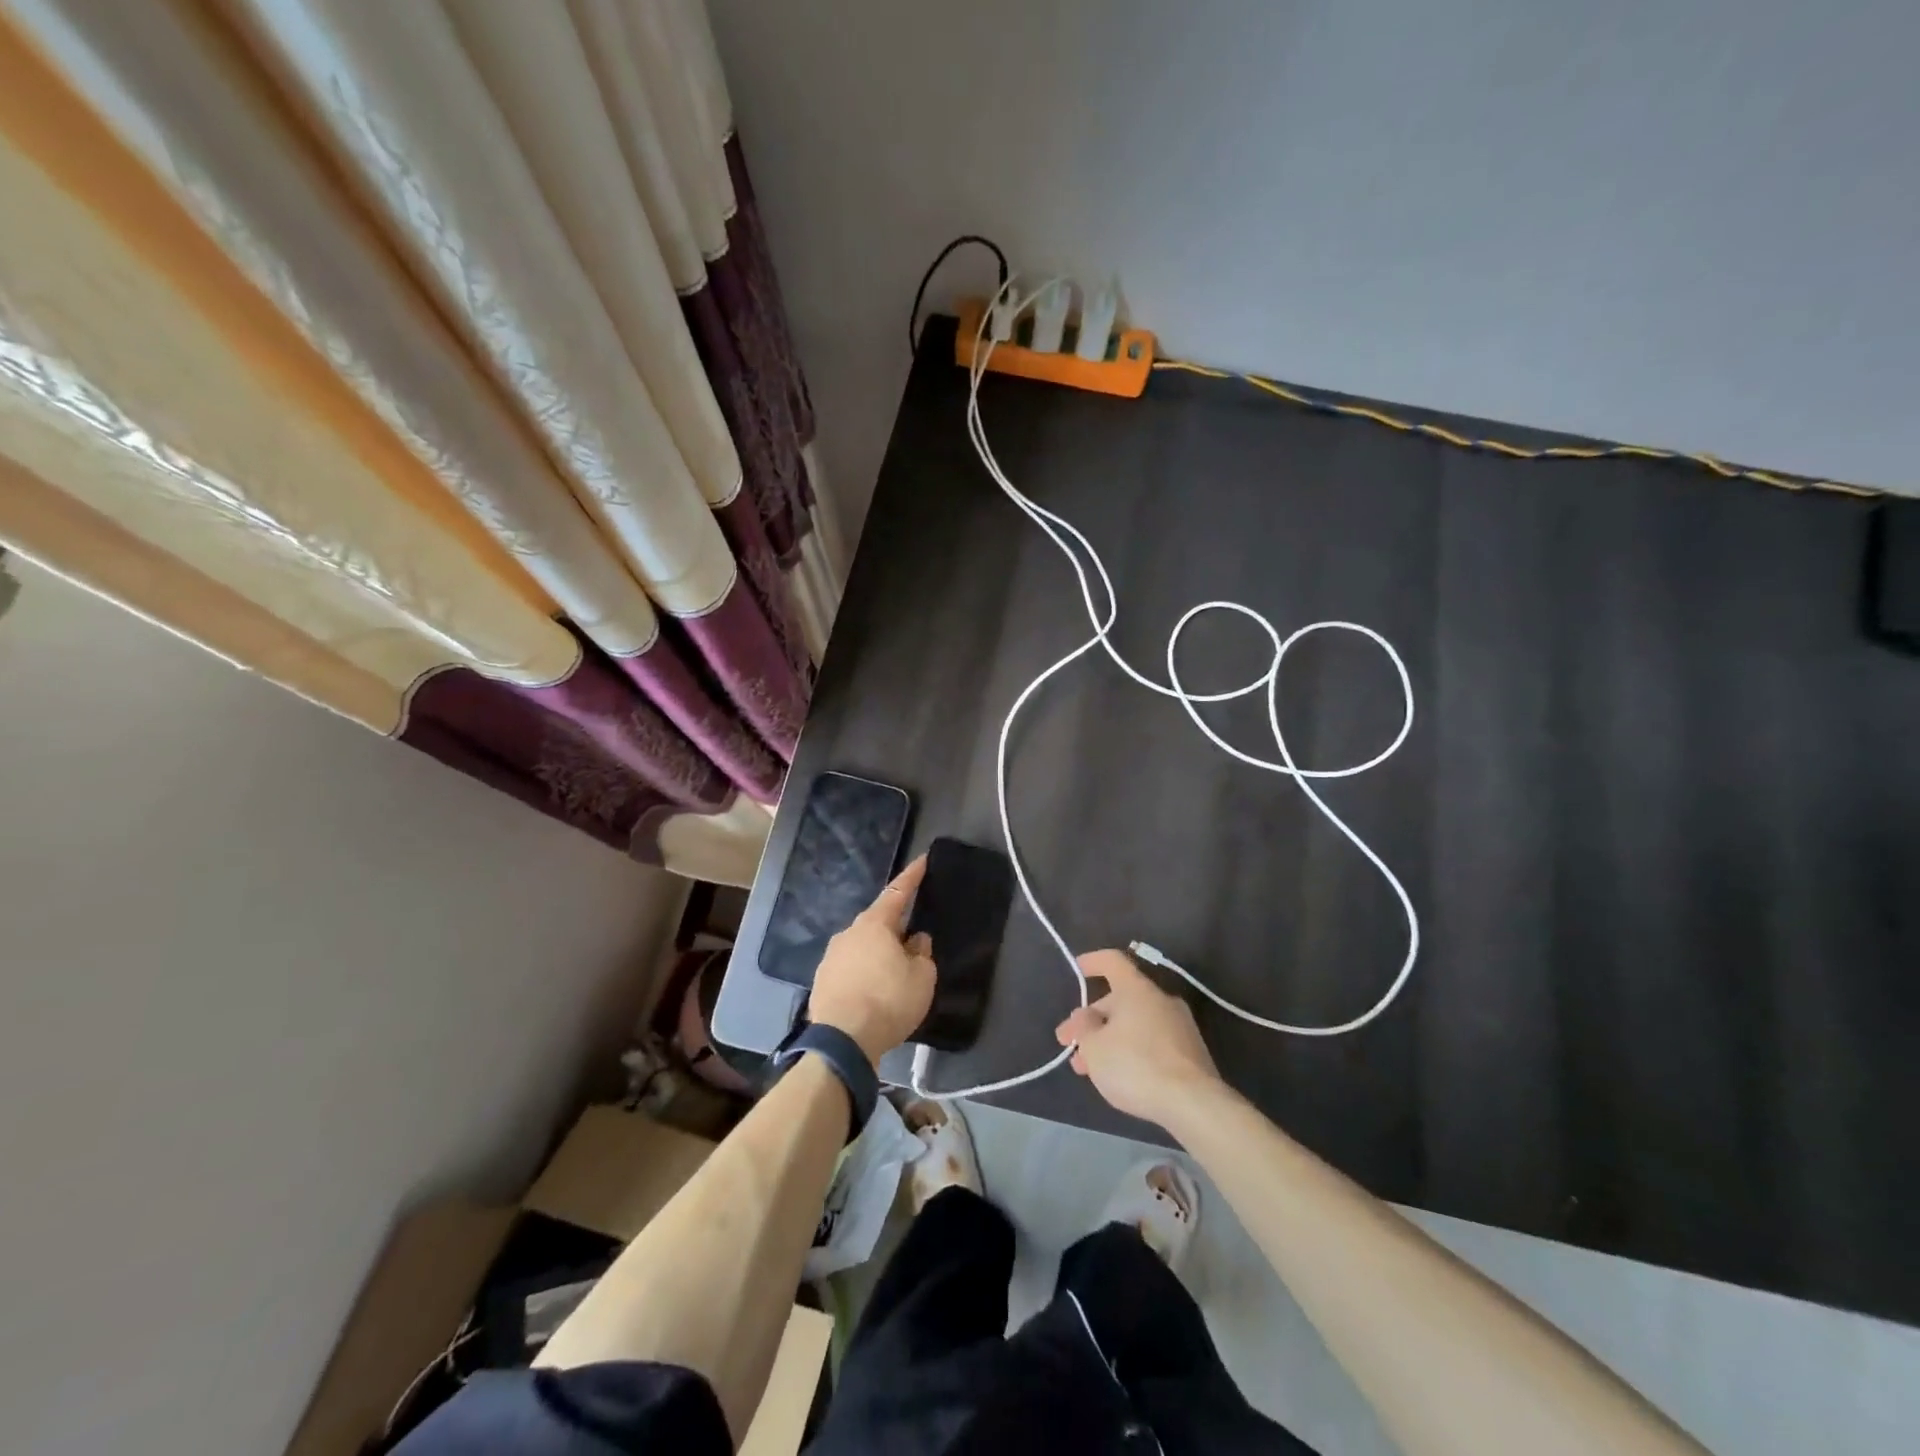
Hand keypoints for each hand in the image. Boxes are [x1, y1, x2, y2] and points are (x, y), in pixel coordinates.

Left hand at [808, 856, 937, 1064]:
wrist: (841, 1042)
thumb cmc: (888, 1001)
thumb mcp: (921, 978)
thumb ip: (922, 953)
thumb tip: (914, 940)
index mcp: (874, 924)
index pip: (897, 892)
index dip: (912, 876)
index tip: (923, 860)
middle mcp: (848, 933)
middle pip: (877, 922)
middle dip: (895, 928)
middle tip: (913, 942)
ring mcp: (831, 957)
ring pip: (862, 947)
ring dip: (878, 954)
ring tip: (893, 974)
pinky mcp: (821, 982)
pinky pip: (850, 969)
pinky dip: (864, 974)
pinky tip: (873, 992)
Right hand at [1055, 949, 1222, 1122]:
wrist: (1194, 1104)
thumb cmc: (1136, 1066)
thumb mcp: (1094, 1048)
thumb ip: (1083, 1028)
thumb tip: (1086, 1017)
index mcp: (1136, 989)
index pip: (1112, 961)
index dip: (1092, 962)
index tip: (1078, 968)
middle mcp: (1161, 1000)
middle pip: (1121, 999)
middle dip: (1093, 1021)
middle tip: (1071, 1044)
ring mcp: (1180, 1026)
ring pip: (1135, 1024)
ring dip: (1109, 1040)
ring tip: (1089, 1068)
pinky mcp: (1191, 1052)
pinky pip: (1153, 1042)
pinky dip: (1132, 1051)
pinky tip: (1119, 1076)